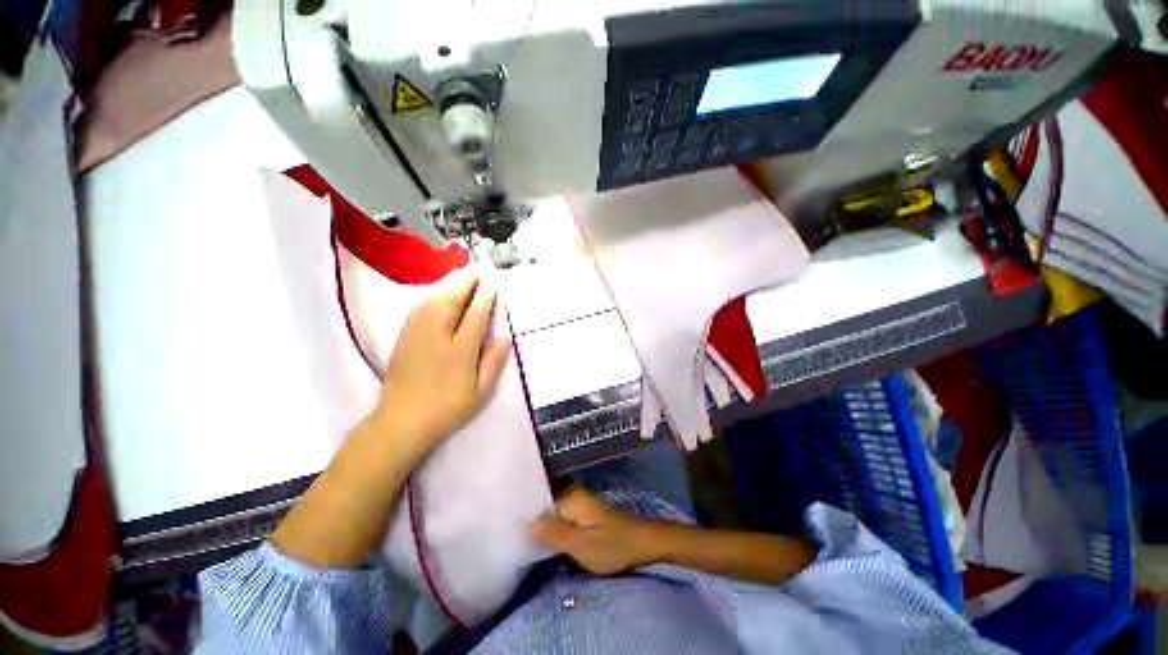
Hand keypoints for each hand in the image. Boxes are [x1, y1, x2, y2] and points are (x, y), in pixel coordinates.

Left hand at [373, 268, 510, 457]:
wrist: (402, 422)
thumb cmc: (448, 408)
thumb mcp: (481, 391)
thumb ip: (493, 362)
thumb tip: (505, 337)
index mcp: (460, 350)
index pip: (476, 314)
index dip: (485, 296)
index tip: (493, 284)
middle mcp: (438, 336)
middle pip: (452, 299)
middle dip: (465, 281)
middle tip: (477, 269)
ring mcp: (417, 334)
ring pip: (432, 300)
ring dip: (448, 283)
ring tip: (460, 274)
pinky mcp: (404, 337)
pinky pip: (418, 308)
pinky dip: (430, 294)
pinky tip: (437, 290)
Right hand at [530, 487, 662, 574]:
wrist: (644, 544)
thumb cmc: (613, 545)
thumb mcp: (581, 544)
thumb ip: (553, 534)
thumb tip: (526, 524)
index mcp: (571, 496)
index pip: (539, 502)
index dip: (526, 517)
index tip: (511, 531)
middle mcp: (574, 494)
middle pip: (546, 507)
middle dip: (535, 523)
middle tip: (517, 540)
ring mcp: (580, 503)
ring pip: (555, 514)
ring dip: (546, 528)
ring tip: (529, 542)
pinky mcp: (586, 515)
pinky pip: (564, 519)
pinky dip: (557, 530)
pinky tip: (550, 542)